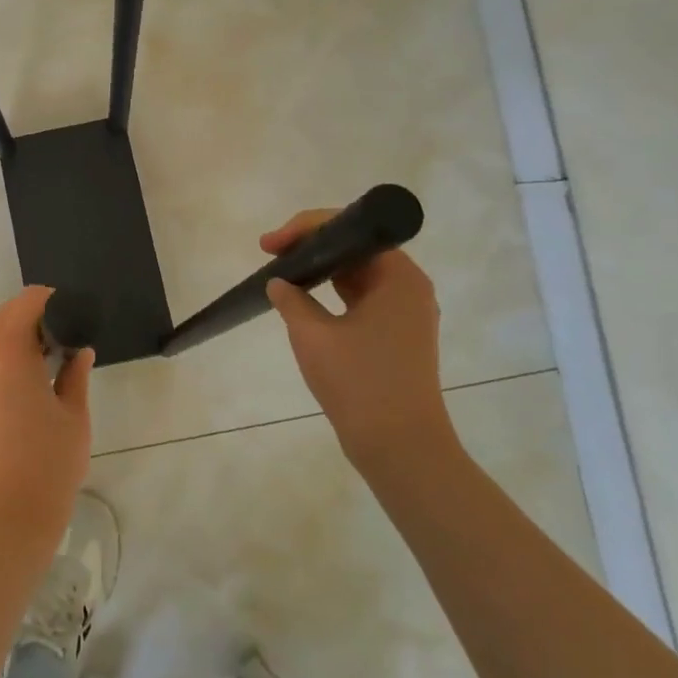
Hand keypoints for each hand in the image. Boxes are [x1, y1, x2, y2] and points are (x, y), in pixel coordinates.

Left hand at [0, 286, 94, 554]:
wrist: (4, 523)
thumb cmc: (47, 466)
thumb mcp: (73, 417)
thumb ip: (75, 376)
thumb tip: (79, 351)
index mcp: (7, 356)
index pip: (23, 305)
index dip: (47, 298)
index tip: (72, 305)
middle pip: (5, 320)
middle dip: (35, 317)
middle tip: (68, 329)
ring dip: (22, 339)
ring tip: (57, 354)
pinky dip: (11, 360)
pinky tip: (38, 379)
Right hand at [260, 211, 457, 472]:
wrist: (400, 447)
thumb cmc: (360, 384)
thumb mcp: (313, 336)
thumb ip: (291, 300)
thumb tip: (278, 283)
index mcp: (398, 276)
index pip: (349, 230)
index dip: (304, 229)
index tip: (269, 245)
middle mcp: (408, 287)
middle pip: (354, 248)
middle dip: (310, 246)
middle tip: (270, 254)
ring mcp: (405, 313)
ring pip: (357, 275)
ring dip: (320, 270)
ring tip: (282, 273)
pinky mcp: (397, 336)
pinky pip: (361, 300)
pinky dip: (332, 294)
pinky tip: (304, 300)